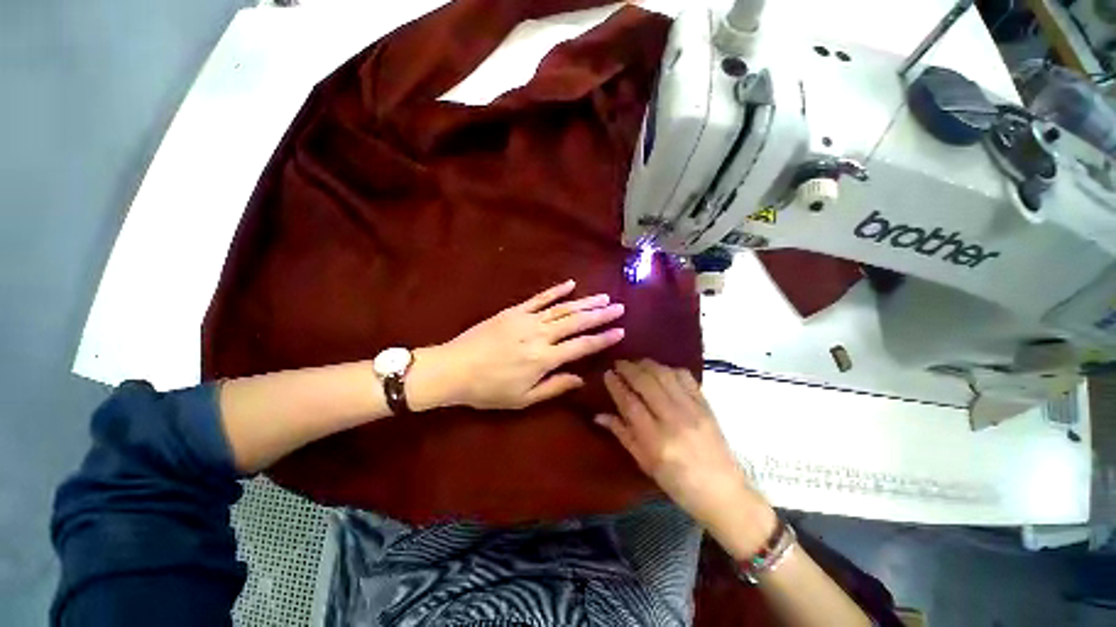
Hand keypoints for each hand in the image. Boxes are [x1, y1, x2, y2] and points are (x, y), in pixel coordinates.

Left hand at [416, 280, 624, 410]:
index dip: (602, 338)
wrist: (454, 368)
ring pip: (562, 308)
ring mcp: (526, 319)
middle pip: (576, 322)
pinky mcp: (514, 311)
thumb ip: (554, 387)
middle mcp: (540, 335)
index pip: (581, 346)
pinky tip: (571, 285)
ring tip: (603, 297)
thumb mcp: (523, 399)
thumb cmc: (489, 389)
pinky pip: (539, 298)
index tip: (620, 331)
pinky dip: (556, 291)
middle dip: (600, 315)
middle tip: (619, 307)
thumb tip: (580, 379)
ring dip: (584, 302)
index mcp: (544, 359)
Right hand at [597, 360, 774, 553]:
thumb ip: (622, 434)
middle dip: (628, 368)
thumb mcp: (645, 464)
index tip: (607, 373)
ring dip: (647, 364)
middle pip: (646, 382)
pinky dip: (670, 368)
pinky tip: (661, 370)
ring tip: (636, 363)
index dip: (616, 385)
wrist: (723, 492)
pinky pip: (686, 377)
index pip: (629, 402)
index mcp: (655, 440)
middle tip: (618, 363)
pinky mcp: (706, 404)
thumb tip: (598, 415)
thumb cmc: (677, 483)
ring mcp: (692, 409)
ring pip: (665, 374)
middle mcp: (673, 419)